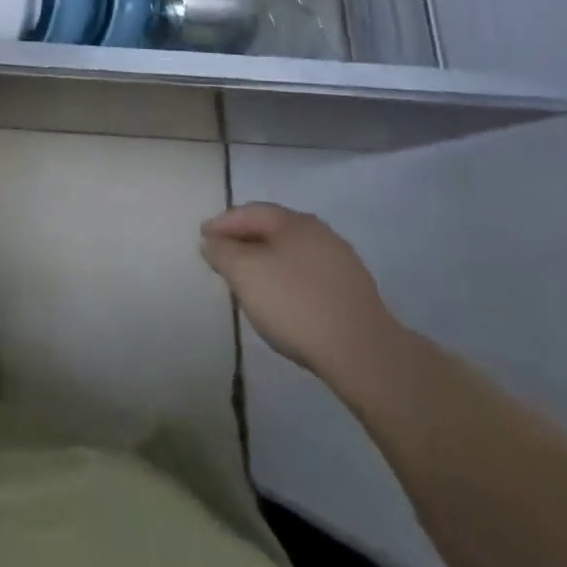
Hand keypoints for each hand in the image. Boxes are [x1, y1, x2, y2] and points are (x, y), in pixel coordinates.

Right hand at [201, 203, 401, 380]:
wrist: (363, 354)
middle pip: (272, 229)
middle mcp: (320, 233)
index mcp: (295, 221)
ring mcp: (341, 263)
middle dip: (244, 240)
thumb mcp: (245, 273)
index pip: (249, 212)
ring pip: (291, 253)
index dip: (222, 223)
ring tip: (248, 279)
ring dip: (266, 260)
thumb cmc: (295, 303)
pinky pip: (308, 275)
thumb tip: (213, 242)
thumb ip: (222, 252)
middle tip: (222, 255)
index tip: (202, 237)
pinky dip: (287, 279)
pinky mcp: (353, 293)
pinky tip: (281, 299)